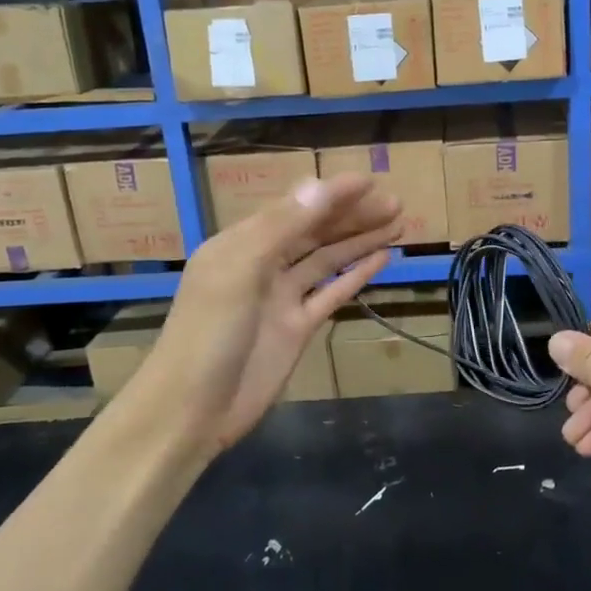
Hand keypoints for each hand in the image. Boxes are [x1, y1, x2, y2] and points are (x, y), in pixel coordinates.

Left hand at [118, 174, 401, 454]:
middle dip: (353, 215)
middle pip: (315, 231)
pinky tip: (381, 259)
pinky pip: (331, 294)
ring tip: (398, 224)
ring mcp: (282, 298)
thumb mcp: (241, 271)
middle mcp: (263, 265)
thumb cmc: (209, 333)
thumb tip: (321, 184)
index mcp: (242, 243)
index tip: (369, 180)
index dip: (332, 193)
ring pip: (328, 260)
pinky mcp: (298, 328)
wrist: (192, 409)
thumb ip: (283, 227)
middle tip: (396, 202)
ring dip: (360, 240)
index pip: (295, 208)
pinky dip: (355, 276)